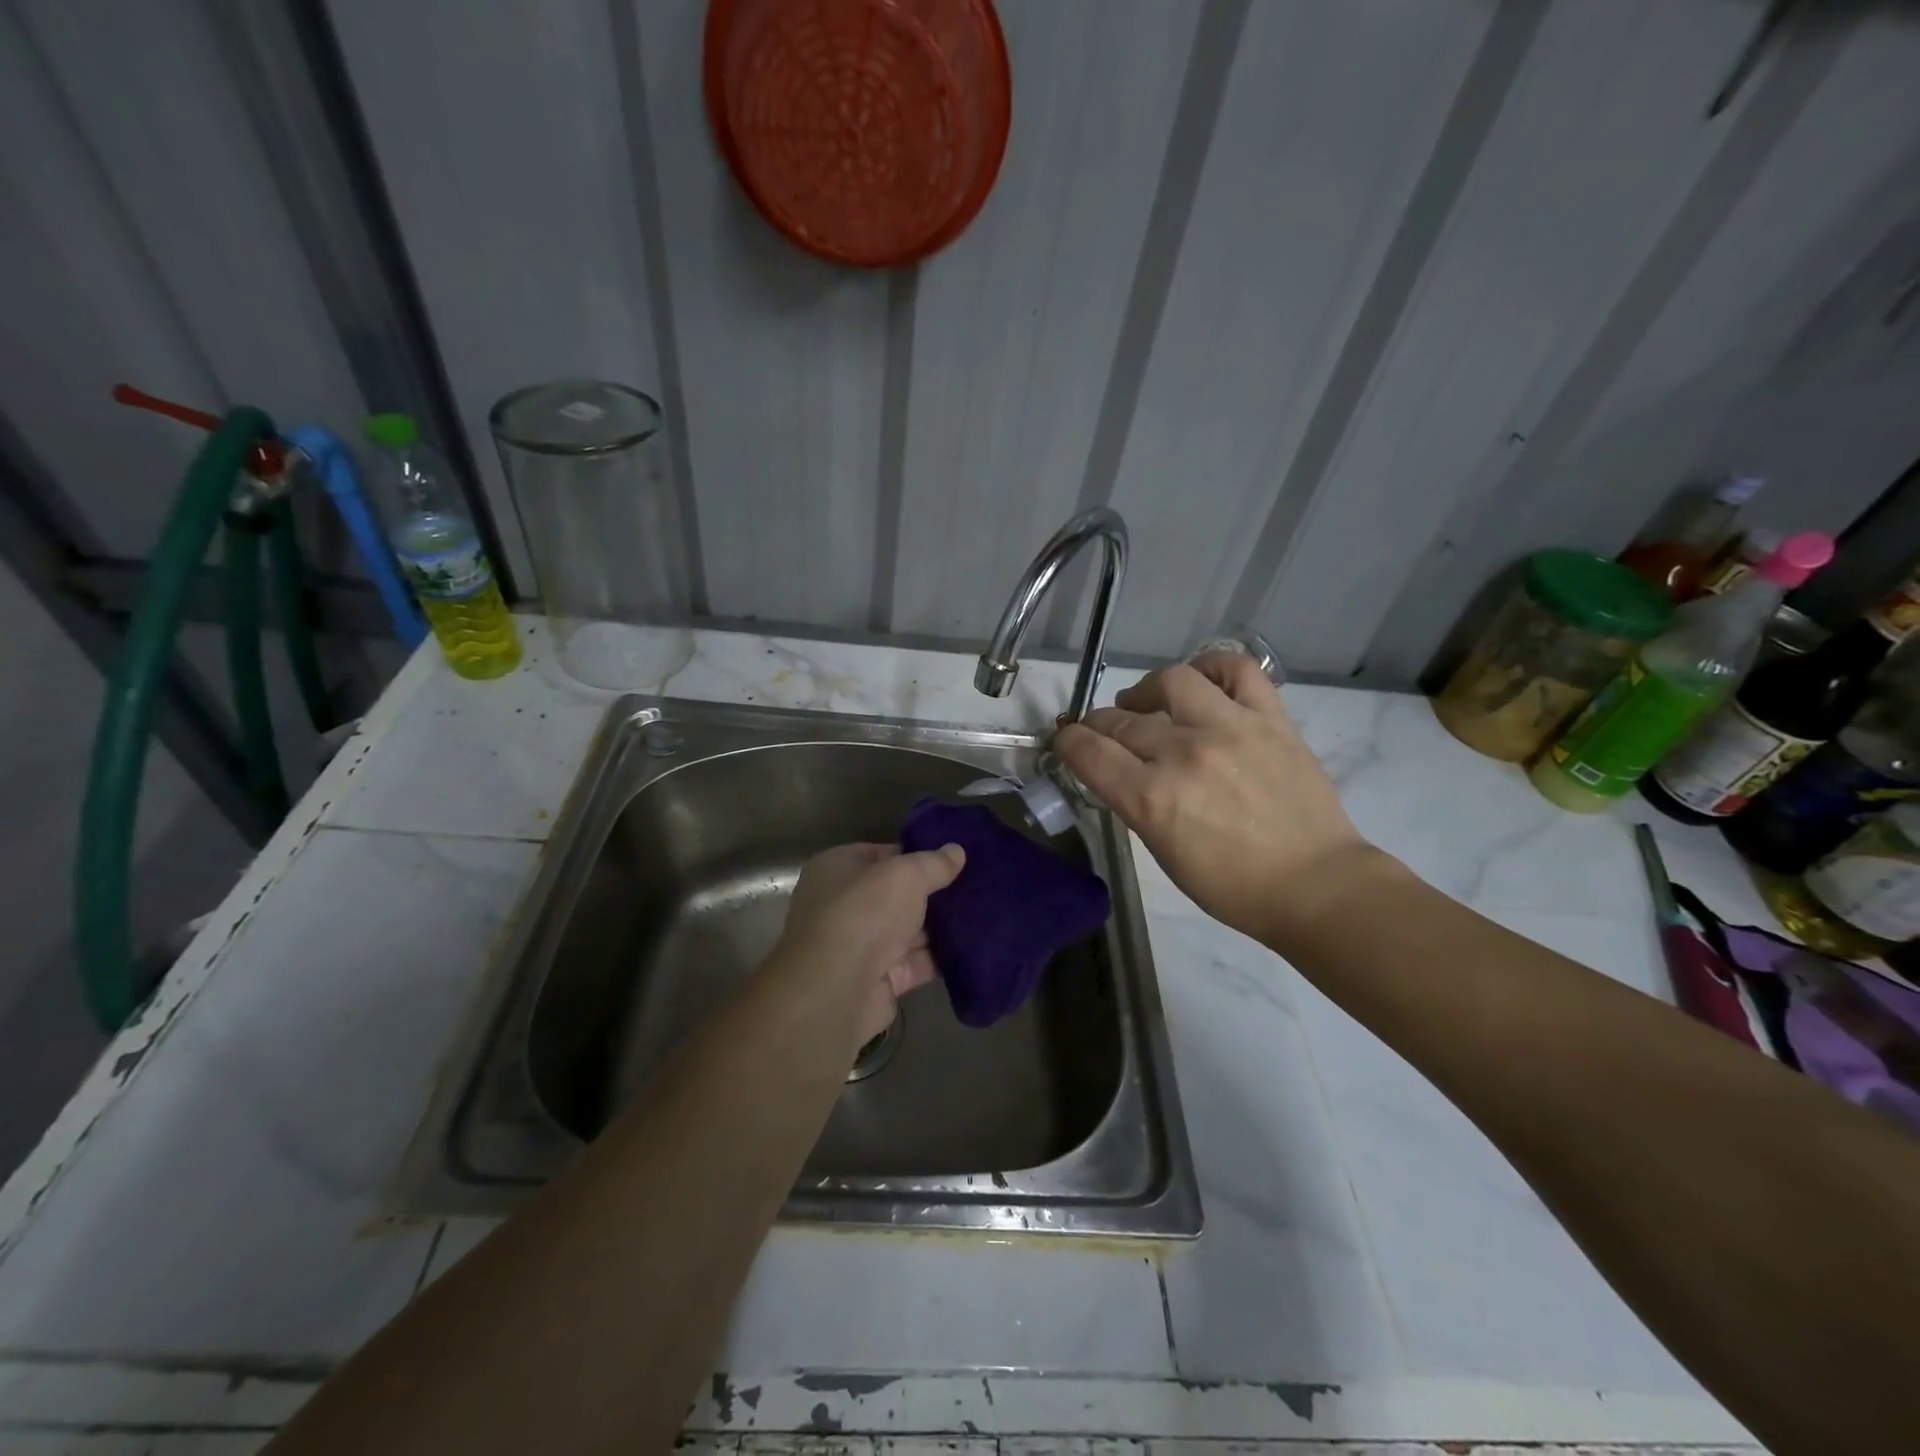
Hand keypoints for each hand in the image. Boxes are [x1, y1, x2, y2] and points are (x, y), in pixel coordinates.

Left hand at [775, 841, 965, 1046]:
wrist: (837, 991)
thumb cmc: (864, 913)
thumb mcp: (905, 875)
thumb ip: (933, 863)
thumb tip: (957, 851)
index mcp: (837, 869)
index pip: (881, 854)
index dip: (916, 854)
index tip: (951, 858)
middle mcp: (843, 905)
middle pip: (896, 894)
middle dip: (932, 892)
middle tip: (974, 885)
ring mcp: (860, 946)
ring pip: (908, 930)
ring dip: (940, 926)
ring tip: (983, 914)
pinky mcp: (879, 980)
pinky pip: (916, 962)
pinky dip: (941, 957)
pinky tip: (974, 948)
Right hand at [1055, 652, 1375, 945]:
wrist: (1315, 885)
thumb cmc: (1233, 886)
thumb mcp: (1163, 853)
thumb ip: (1134, 804)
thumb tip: (1115, 769)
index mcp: (1152, 799)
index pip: (1088, 752)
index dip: (1068, 741)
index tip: (1066, 740)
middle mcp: (1184, 754)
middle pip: (1121, 720)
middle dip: (1099, 724)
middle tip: (1103, 732)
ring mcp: (1230, 729)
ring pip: (1170, 682)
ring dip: (1147, 691)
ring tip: (1148, 703)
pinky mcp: (1270, 718)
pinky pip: (1237, 669)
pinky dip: (1212, 666)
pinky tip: (1201, 681)